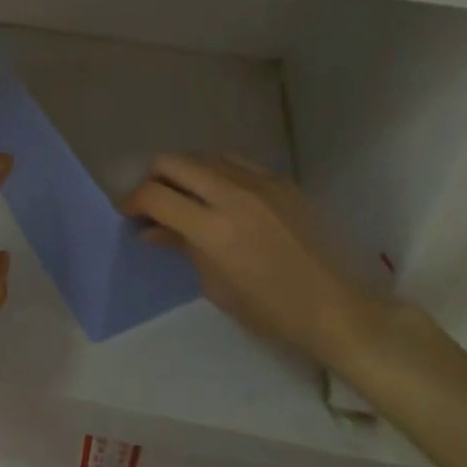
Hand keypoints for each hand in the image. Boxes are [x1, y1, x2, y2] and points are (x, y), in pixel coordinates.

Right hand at [122, 154, 393, 370]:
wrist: (337, 308)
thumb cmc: (271, 310)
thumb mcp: (216, 285)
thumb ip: (182, 246)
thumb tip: (152, 229)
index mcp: (213, 230)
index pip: (155, 195)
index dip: (132, 200)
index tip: (129, 213)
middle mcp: (233, 195)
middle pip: (173, 161)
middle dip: (153, 177)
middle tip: (152, 201)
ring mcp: (259, 183)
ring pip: (203, 156)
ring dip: (184, 173)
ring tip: (185, 197)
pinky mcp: (280, 181)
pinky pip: (235, 162)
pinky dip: (216, 172)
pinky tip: (219, 194)